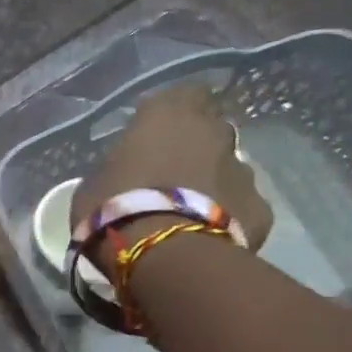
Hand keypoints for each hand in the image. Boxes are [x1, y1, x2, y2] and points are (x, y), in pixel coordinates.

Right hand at [72, 83, 273, 253]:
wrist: (165, 257)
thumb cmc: (115, 211)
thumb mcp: (91, 187)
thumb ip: (115, 170)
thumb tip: (124, 173)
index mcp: (168, 116)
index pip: (182, 94)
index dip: (172, 113)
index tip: (155, 135)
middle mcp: (213, 132)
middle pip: (210, 130)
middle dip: (195, 149)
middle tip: (171, 178)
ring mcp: (244, 170)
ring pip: (228, 169)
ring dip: (212, 184)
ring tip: (188, 216)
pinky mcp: (260, 209)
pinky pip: (241, 208)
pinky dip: (228, 219)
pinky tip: (208, 240)